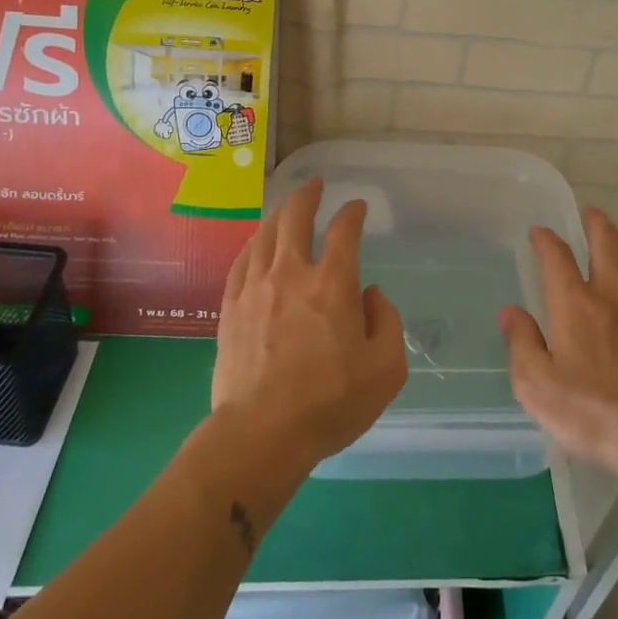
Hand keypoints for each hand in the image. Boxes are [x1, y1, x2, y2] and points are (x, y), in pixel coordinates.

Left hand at [212, 178, 407, 468]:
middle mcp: (292, 274)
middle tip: (314, 184)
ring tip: (286, 206)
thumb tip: (371, 295)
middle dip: (307, 195)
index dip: (352, 213)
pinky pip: (241, 261)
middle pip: (295, 217)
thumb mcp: (385, 370)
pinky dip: (253, 243)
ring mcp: (256, 288)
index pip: (345, 232)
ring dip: (279, 213)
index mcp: (333, 285)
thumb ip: (387, 323)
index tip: (357, 207)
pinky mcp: (230, 307)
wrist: (260, 434)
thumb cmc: (330, 404)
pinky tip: (256, 243)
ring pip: (265, 234)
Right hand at [499, 208, 617, 476]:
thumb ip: (521, 343)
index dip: (546, 240)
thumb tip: (509, 312)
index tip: (539, 231)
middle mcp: (610, 297)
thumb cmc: (591, 411)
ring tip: (616, 237)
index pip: (557, 258)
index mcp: (574, 304)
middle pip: (607, 245)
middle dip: (596, 224)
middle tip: (590, 212)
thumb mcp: (536, 385)